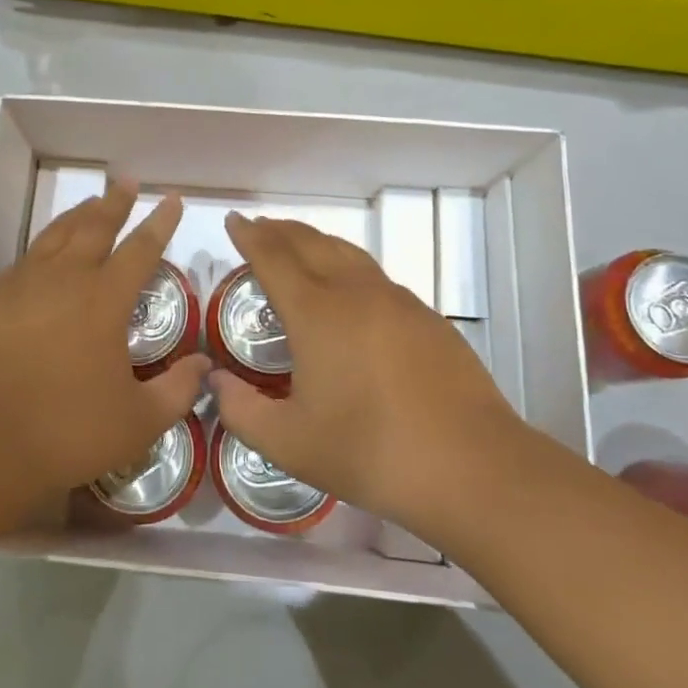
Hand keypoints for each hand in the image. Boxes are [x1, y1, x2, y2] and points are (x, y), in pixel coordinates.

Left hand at [0, 181, 209, 517]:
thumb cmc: (65, 431)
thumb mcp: (137, 422)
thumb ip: (177, 390)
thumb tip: (204, 365)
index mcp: (104, 300)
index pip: (141, 249)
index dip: (160, 223)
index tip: (172, 200)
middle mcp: (64, 279)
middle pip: (94, 227)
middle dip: (115, 202)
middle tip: (127, 182)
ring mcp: (21, 285)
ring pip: (55, 235)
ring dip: (78, 215)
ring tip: (90, 202)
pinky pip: (23, 261)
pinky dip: (42, 247)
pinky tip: (43, 254)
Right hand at [208, 214, 524, 532]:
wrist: (472, 467)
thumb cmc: (370, 452)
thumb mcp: (289, 443)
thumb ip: (241, 410)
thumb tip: (215, 380)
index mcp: (316, 313)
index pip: (273, 257)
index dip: (250, 236)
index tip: (233, 220)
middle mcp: (355, 292)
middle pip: (310, 242)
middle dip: (279, 230)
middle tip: (259, 227)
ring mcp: (397, 301)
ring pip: (347, 253)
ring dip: (315, 242)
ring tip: (298, 246)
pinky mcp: (427, 318)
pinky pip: (375, 276)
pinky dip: (347, 266)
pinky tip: (349, 291)